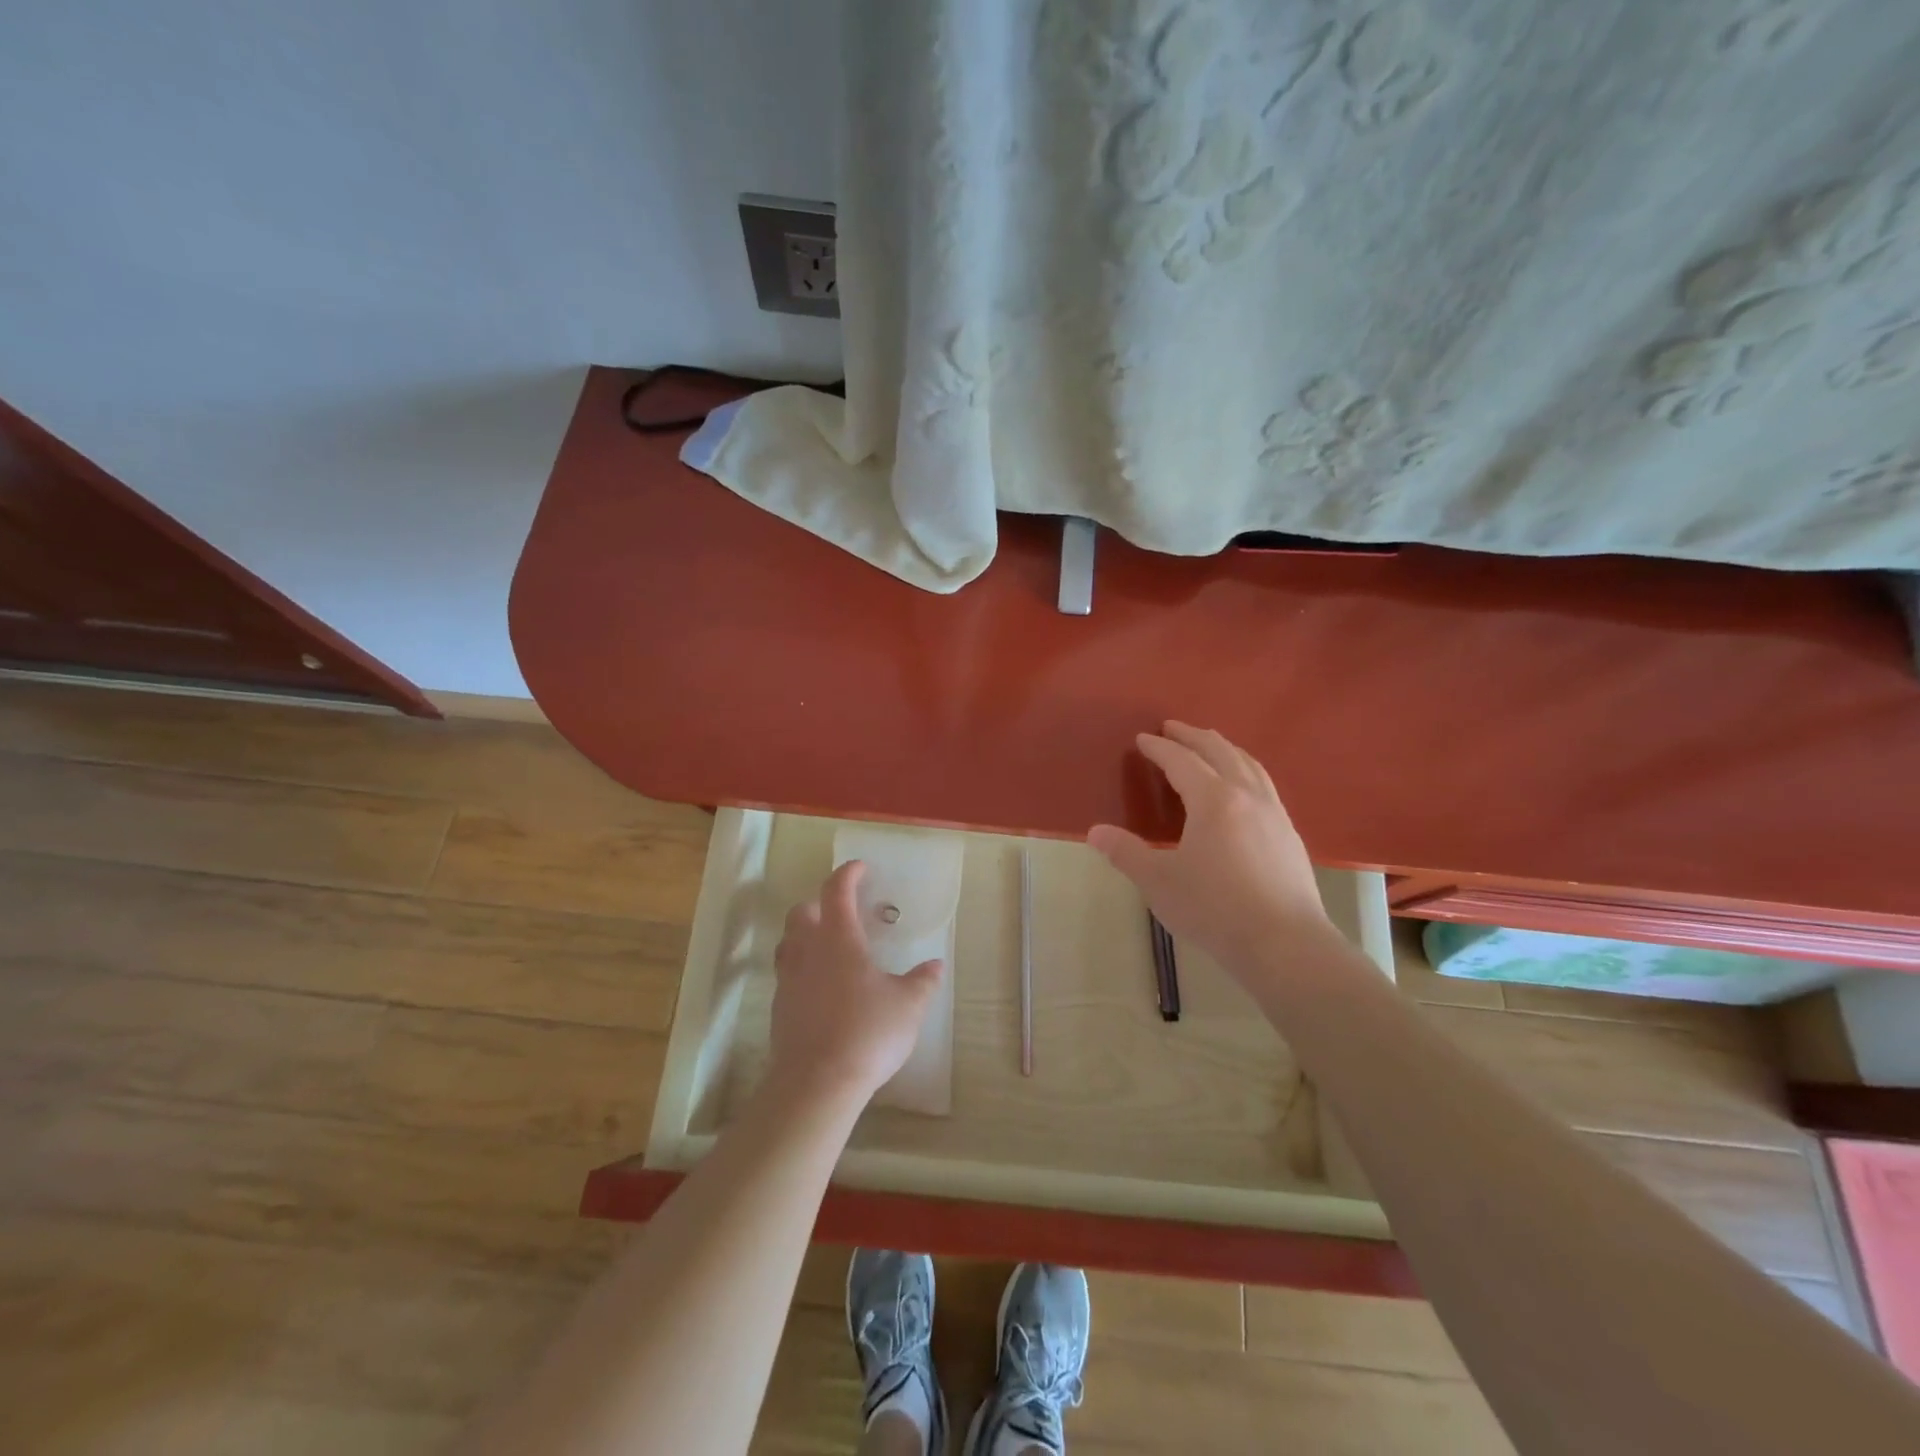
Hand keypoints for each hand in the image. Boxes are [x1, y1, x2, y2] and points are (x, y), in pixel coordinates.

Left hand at [767, 860, 943, 1107]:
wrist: (817, 1083)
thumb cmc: (867, 1032)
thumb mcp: (908, 1006)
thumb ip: (922, 981)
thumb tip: (935, 965)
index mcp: (839, 939)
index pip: (837, 891)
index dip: (848, 874)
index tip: (861, 868)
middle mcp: (808, 952)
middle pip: (802, 912)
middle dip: (819, 903)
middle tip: (842, 911)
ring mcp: (788, 980)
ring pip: (788, 942)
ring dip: (804, 934)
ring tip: (828, 946)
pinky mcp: (779, 1009)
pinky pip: (786, 974)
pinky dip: (801, 968)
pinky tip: (820, 987)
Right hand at [1088, 722, 1333, 968]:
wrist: (1284, 944)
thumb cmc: (1214, 909)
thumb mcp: (1159, 882)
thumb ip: (1126, 853)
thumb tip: (1095, 832)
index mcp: (1213, 800)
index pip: (1182, 761)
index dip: (1159, 748)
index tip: (1142, 739)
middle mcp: (1246, 795)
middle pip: (1220, 751)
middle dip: (1193, 736)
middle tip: (1173, 728)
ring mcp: (1274, 813)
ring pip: (1249, 765)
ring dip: (1225, 748)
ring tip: (1210, 745)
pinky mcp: (1289, 834)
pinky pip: (1264, 785)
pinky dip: (1246, 770)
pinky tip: (1244, 789)